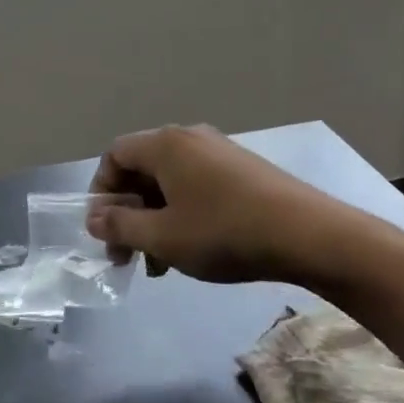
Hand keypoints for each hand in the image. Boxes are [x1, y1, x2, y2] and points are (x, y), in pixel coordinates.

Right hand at [87, 124, 346, 286]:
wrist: (309, 235)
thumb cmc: (224, 232)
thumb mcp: (163, 237)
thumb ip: (120, 226)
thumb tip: (93, 218)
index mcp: (165, 144)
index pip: (115, 155)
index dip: (101, 191)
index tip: (103, 230)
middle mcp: (190, 138)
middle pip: (143, 169)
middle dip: (128, 213)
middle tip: (127, 255)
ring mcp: (220, 152)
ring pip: (170, 182)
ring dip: (155, 219)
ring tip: (159, 264)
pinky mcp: (243, 170)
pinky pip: (197, 186)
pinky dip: (182, 214)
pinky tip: (191, 250)